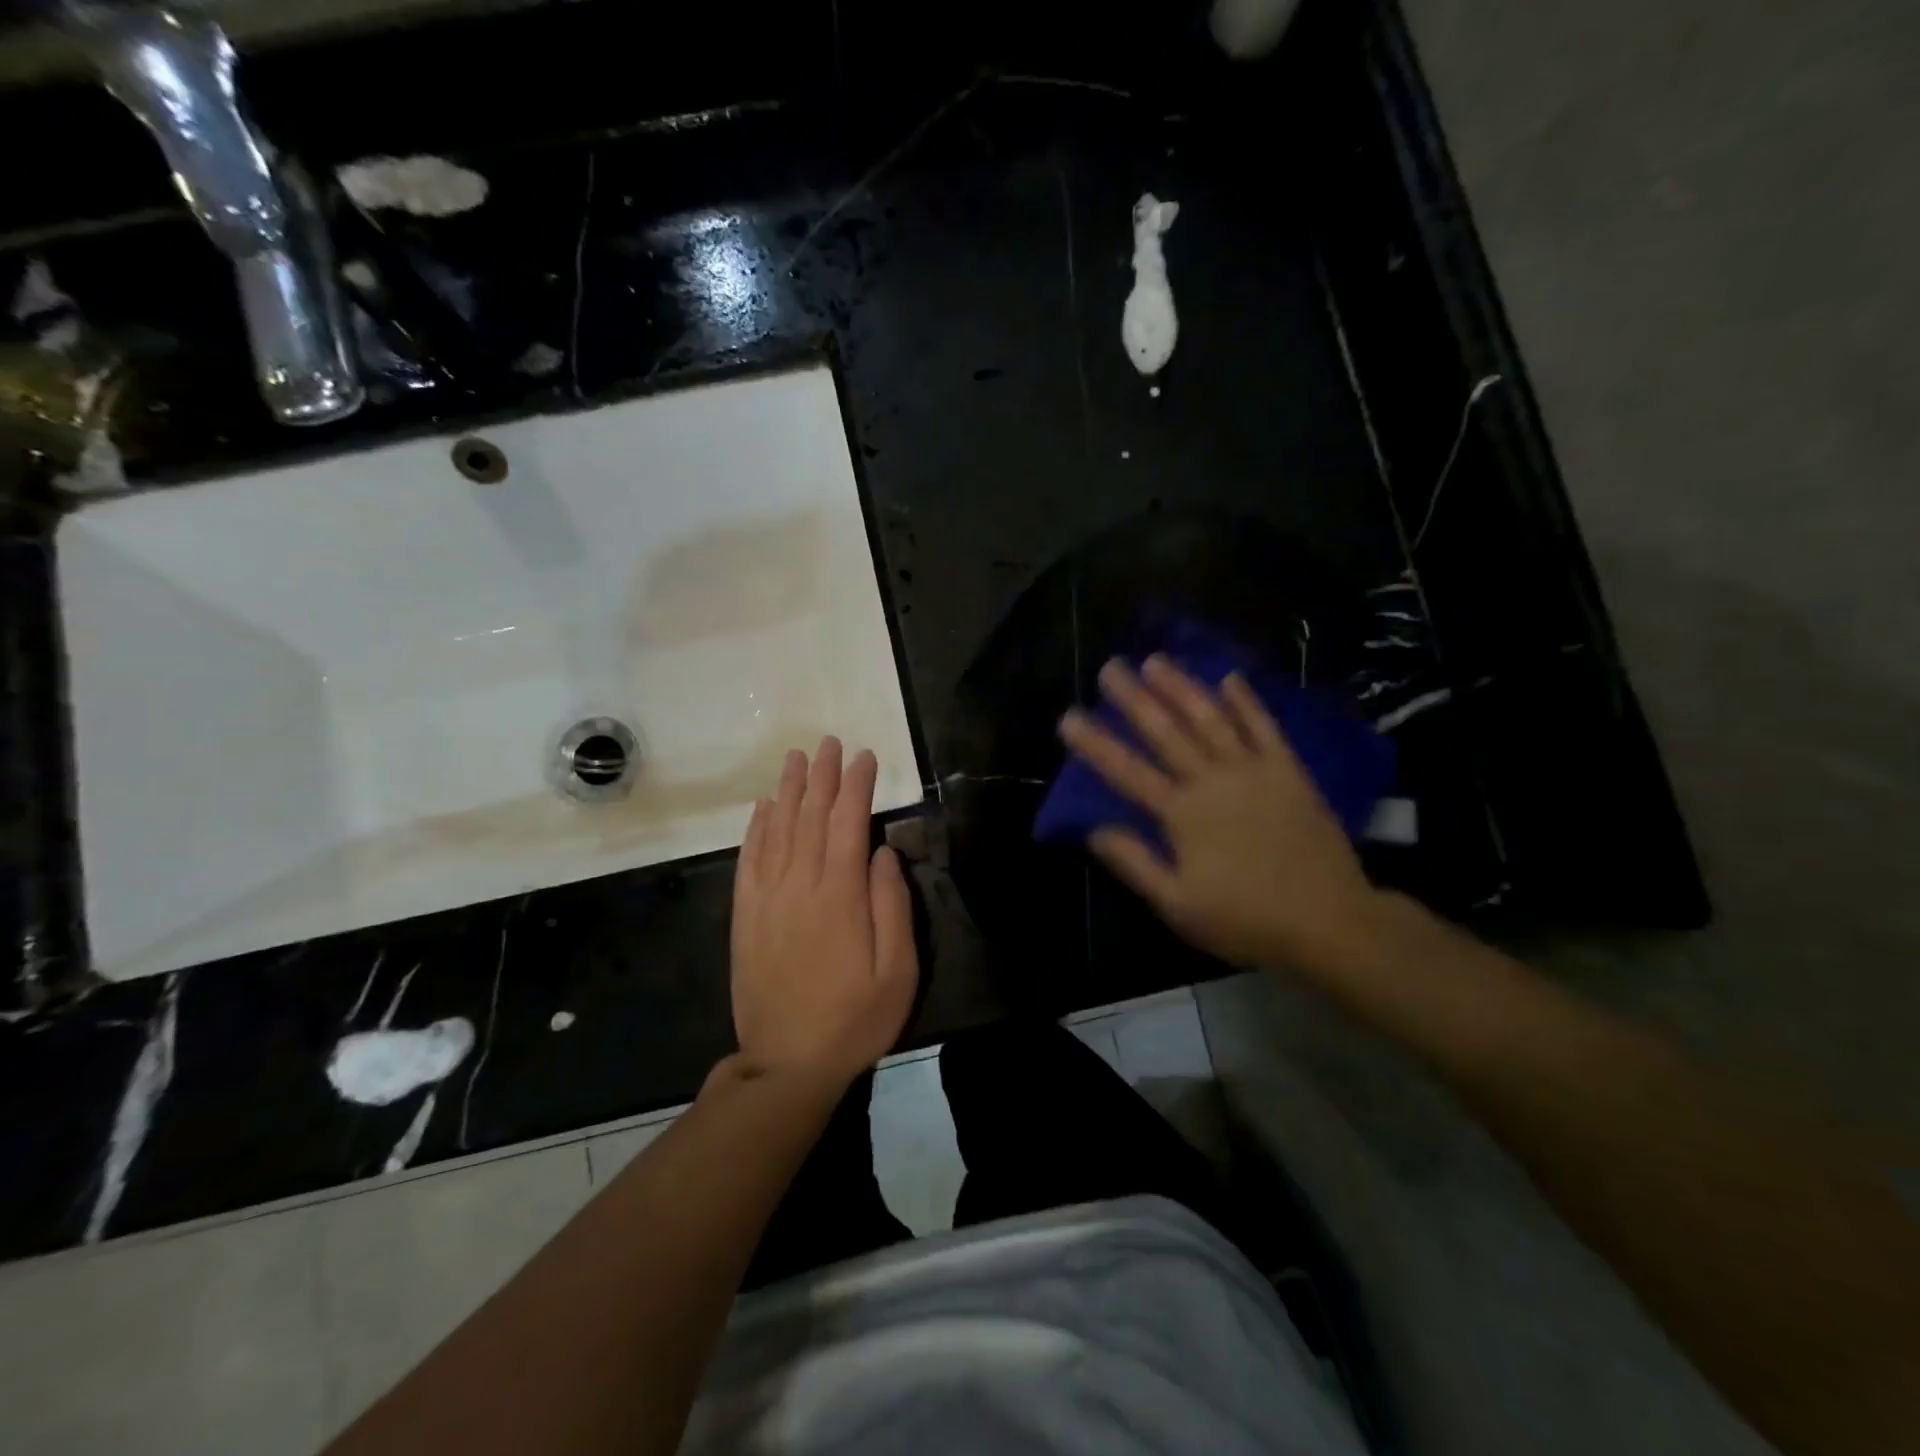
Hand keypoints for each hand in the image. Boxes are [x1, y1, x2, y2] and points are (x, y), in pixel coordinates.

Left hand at [729, 737, 917, 1090]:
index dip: (856, 786)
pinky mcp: (746, 917)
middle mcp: (799, 886)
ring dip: (788, 790)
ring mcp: (767, 900)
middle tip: (829, 742)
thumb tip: (884, 853)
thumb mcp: (897, 971)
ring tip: (796, 758)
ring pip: (777, 830)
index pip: (847, 824)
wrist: (787, 1064)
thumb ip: (892, 906)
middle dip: (822, 776)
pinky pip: (749, 860)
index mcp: (840, 896)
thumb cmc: (855, 1019)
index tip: (864, 756)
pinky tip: (763, 807)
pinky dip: (756, 828)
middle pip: (810, 817)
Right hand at [1059, 656, 1385, 972]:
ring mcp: (1253, 770)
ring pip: (1210, 718)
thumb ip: (1135, 863)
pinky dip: (1246, 702)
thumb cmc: (1246, 919)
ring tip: (1156, 660)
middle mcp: (1212, 780)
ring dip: (1181, 687)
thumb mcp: (1178, 905)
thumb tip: (1094, 829)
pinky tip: (1230, 679)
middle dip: (1134, 698)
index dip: (1095, 743)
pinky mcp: (1288, 771)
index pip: (1127, 771)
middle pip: (1166, 732)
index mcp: (1182, 814)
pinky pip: (1264, 728)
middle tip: (1111, 667)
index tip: (1069, 716)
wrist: (1330, 920)